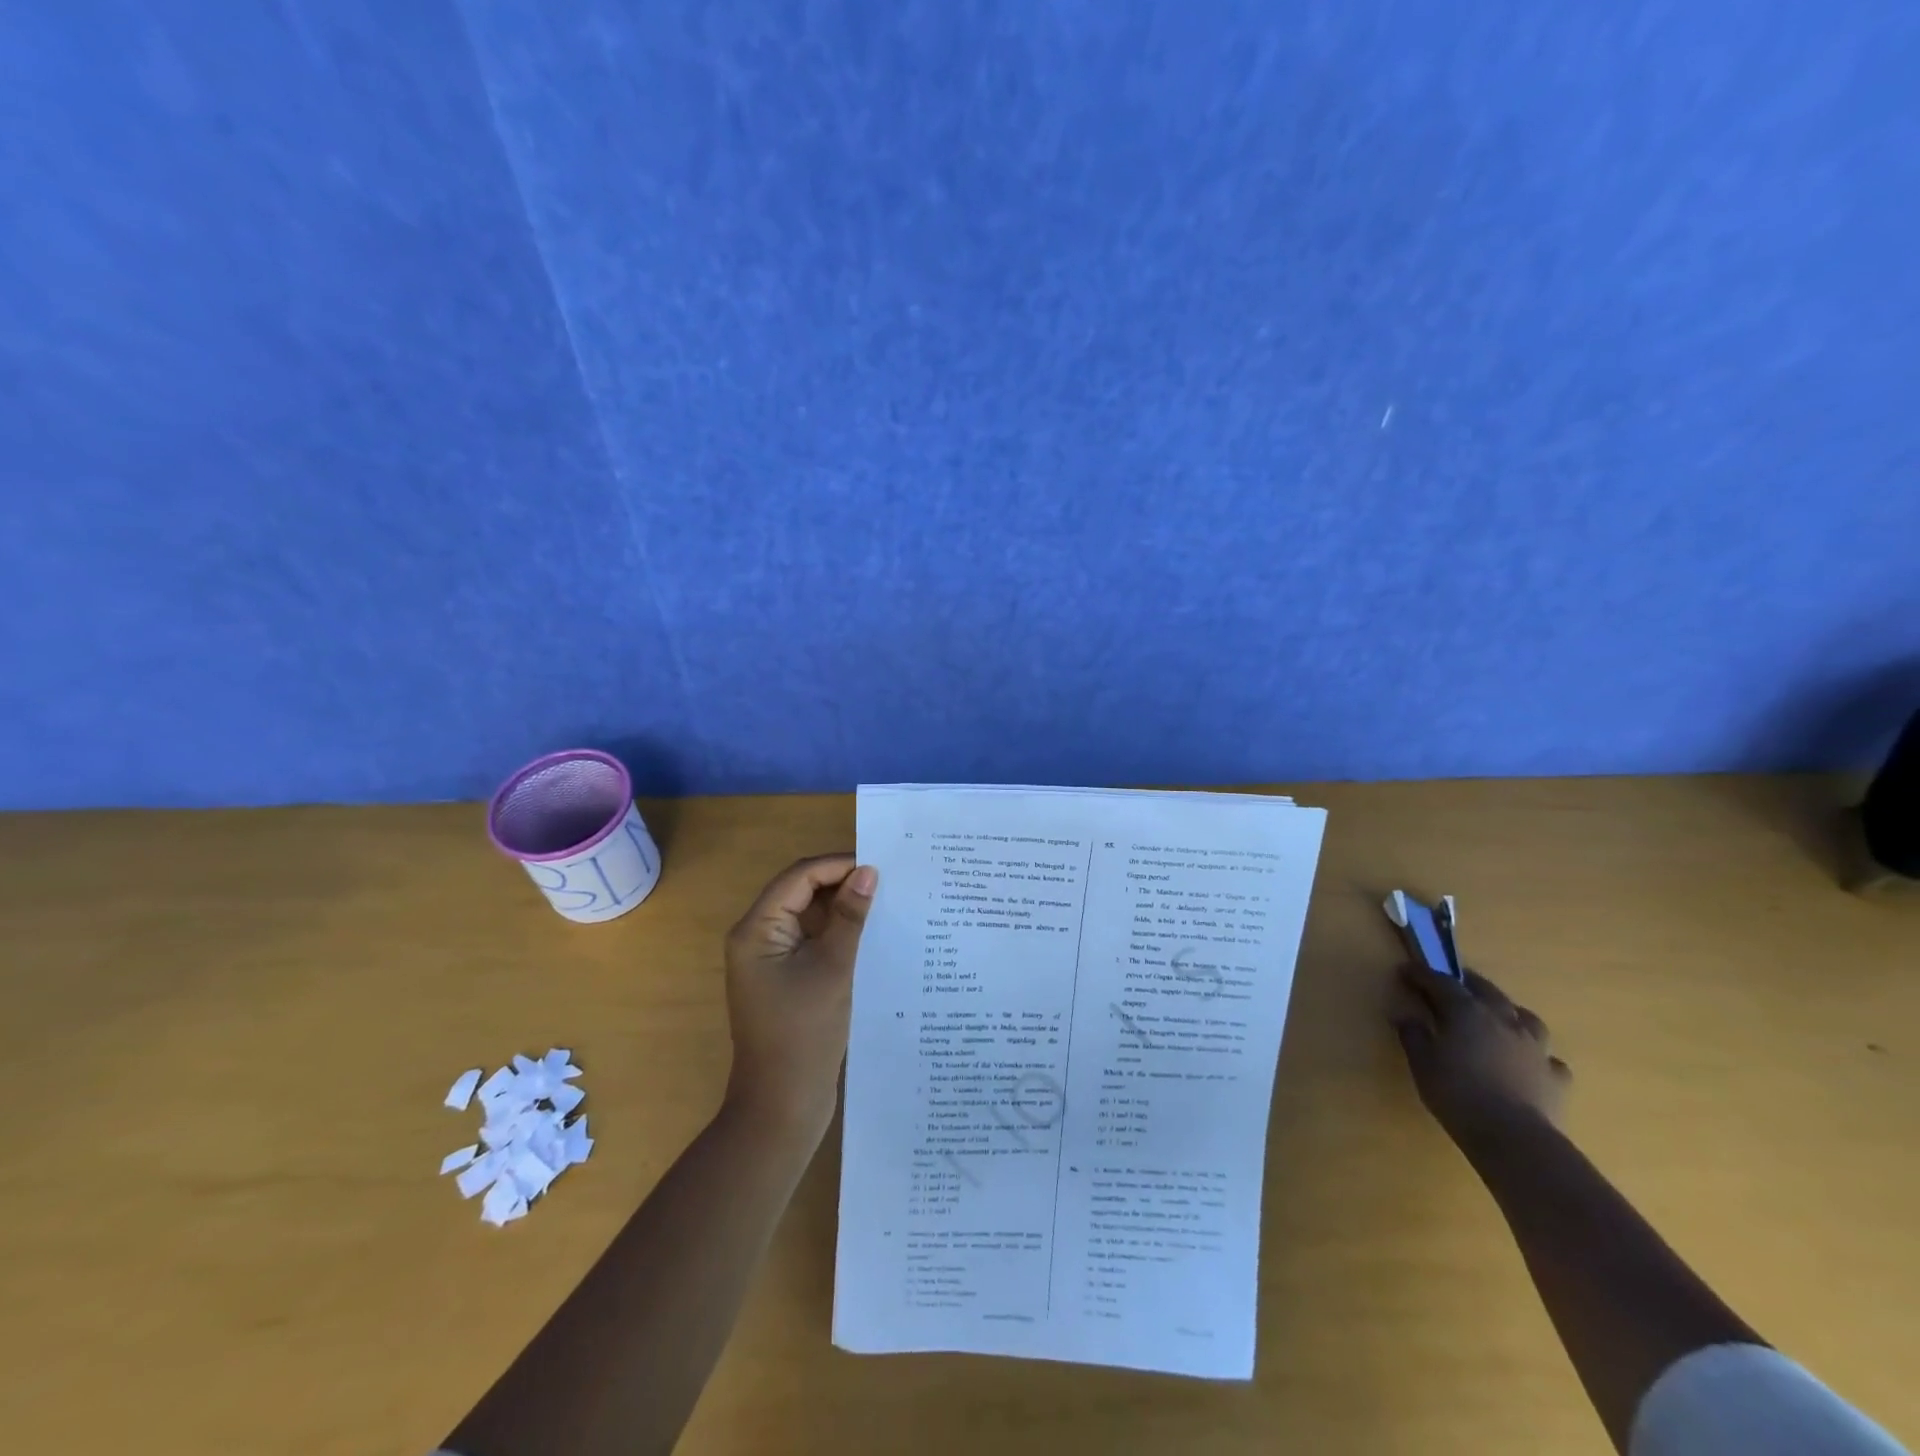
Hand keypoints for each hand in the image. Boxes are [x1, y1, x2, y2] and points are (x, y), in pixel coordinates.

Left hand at [721, 855, 877, 1143]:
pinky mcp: (787, 979)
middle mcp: (759, 937)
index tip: (881, 866)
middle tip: (890, 883)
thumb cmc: (803, 1034)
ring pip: (811, 917)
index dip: (838, 866)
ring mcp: (772, 960)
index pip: (799, 877)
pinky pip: (814, 942)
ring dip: (844, 910)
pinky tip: (873, 936)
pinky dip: (840, 935)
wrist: (782, 1107)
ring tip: (887, 904)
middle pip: (802, 893)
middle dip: (843, 885)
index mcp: (757, 929)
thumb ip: (850, 917)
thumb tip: (868, 872)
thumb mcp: (832, 969)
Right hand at [1391, 963, 1571, 1136]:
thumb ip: (1414, 1036)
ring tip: (1499, 1017)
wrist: (1515, 1137)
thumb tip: (1406, 1017)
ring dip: (1509, 1012)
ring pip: (1525, 1018)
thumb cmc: (1458, 1093)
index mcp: (1467, 1012)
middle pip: (1486, 990)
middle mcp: (1503, 1020)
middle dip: (1467, 983)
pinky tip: (1529, 1062)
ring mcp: (1534, 1047)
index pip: (1441, 982)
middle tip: (1453, 983)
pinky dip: (1536, 1054)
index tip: (1406, 971)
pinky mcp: (1555, 1076)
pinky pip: (1547, 1057)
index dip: (1422, 974)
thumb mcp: (1422, 1063)